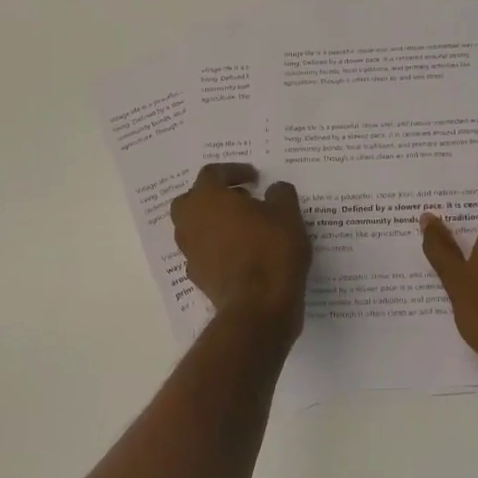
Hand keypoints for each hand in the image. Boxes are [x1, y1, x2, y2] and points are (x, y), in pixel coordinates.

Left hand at [171, 164, 312, 339]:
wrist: (258, 306)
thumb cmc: (271, 250)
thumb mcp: (287, 214)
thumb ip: (280, 194)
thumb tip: (274, 190)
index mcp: (207, 198)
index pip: (212, 173)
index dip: (234, 171)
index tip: (255, 179)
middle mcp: (190, 221)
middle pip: (193, 199)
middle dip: (214, 196)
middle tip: (242, 200)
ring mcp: (190, 251)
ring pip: (194, 227)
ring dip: (214, 222)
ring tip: (244, 227)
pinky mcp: (197, 276)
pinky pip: (203, 252)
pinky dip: (217, 247)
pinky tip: (240, 253)